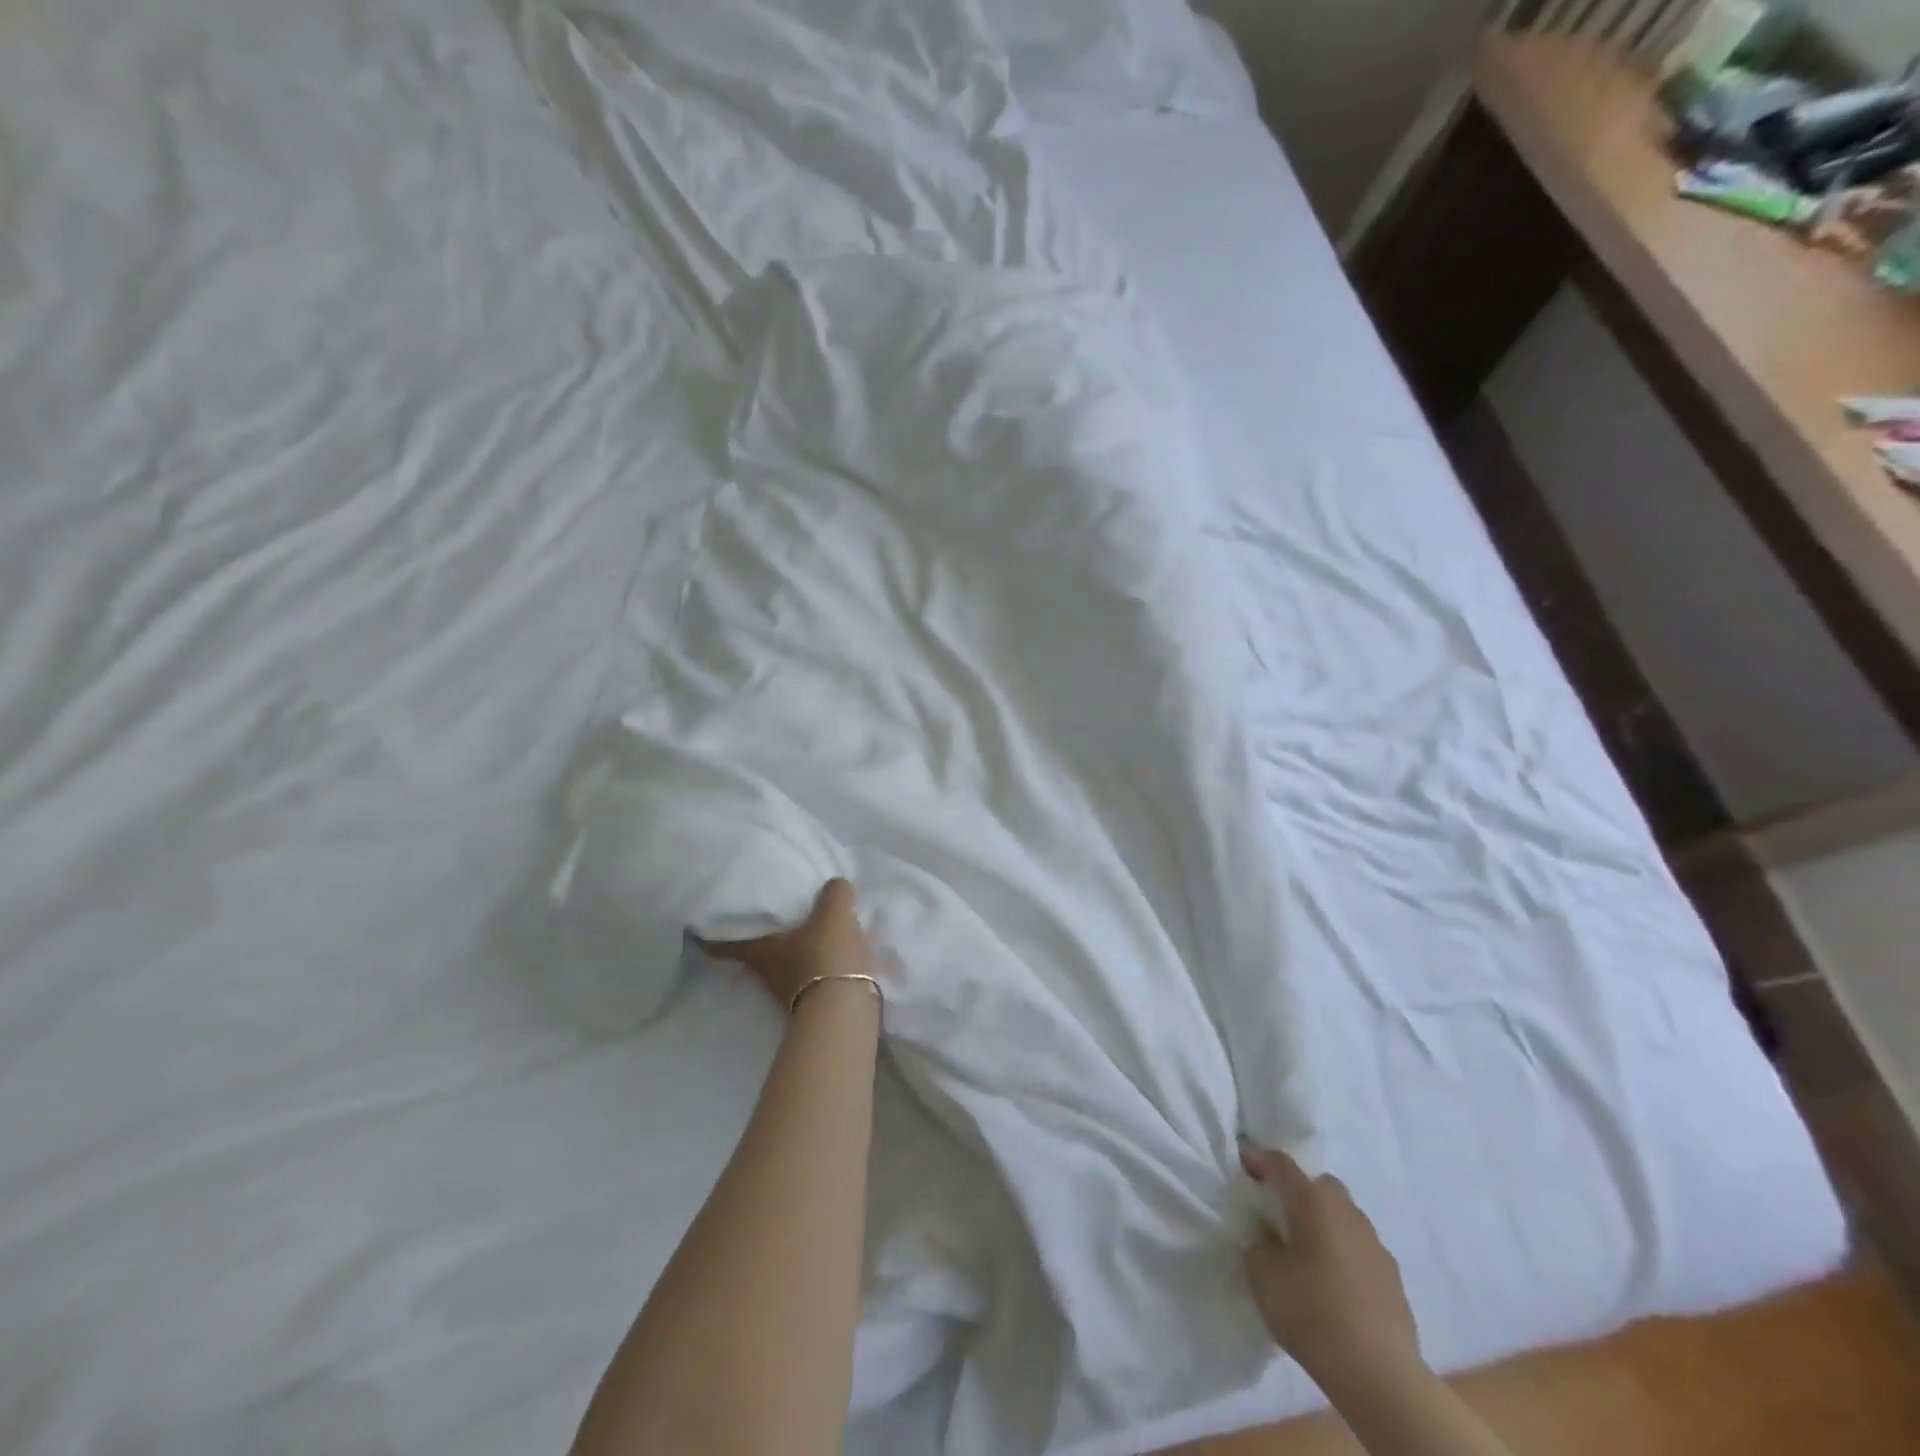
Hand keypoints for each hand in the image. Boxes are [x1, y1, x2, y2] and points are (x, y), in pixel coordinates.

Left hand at [703, 879, 872, 1008]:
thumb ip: (833, 893)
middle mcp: (768, 974)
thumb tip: (834, 886)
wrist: (846, 1012)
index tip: (698, 927)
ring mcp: (791, 992)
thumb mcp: (832, 914)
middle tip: (764, 915)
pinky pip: (813, 974)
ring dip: (793, 950)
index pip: (725, 944)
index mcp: (761, 952)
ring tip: (807, 929)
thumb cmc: (825, 957)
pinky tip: (834, 951)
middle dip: (759, 937)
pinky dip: (819, 963)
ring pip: (786, 963)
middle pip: (756, 953)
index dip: (709, 936)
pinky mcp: (817, 1001)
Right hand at [1240, 1146, 1420, 1381]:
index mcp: (1313, 1201)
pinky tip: (1335, 1286)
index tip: (1243, 1163)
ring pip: (1344, 1218)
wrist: (1378, 1373)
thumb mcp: (1262, 1274)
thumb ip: (1259, 1244)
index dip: (1259, 1160)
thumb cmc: (1311, 1311)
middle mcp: (1347, 1211)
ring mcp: (1375, 1245)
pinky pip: (1361, 1251)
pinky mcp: (1394, 1279)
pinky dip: (1345, 1256)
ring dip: (1326, 1225)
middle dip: (1300, 1192)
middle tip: (1280, 1215)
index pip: (1281, 1165)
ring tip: (1308, 1255)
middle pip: (1320, 1186)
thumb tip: (1268, 1237)